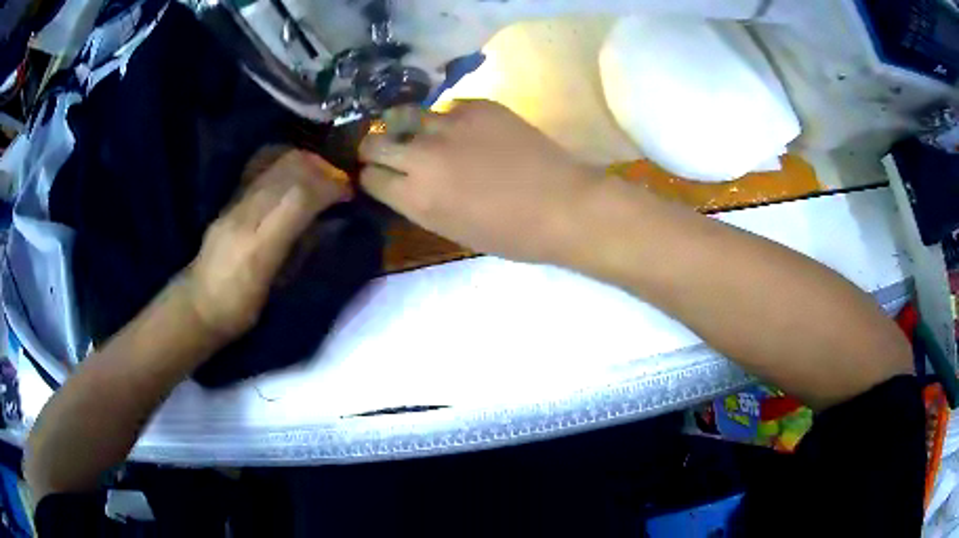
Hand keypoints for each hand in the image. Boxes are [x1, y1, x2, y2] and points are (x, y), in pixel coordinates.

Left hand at [183, 149, 349, 339]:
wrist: (198, 305)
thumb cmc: (242, 309)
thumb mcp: (278, 289)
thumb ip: (302, 249)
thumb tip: (329, 220)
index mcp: (259, 246)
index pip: (300, 197)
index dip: (330, 187)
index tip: (349, 193)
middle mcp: (245, 216)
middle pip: (289, 169)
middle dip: (322, 169)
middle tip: (339, 182)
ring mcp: (233, 203)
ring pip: (274, 161)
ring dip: (305, 162)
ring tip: (320, 175)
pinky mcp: (228, 199)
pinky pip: (260, 166)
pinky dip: (285, 162)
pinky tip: (295, 173)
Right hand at [359, 100, 598, 262]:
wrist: (562, 205)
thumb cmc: (510, 233)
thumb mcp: (451, 228)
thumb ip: (418, 202)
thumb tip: (402, 180)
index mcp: (415, 197)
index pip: (369, 177)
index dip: (371, 176)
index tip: (378, 175)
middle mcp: (422, 156)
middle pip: (374, 141)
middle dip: (373, 147)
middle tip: (386, 149)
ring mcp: (448, 125)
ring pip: (404, 115)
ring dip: (407, 126)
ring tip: (421, 132)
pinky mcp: (477, 106)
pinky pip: (446, 107)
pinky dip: (448, 119)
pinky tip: (465, 129)